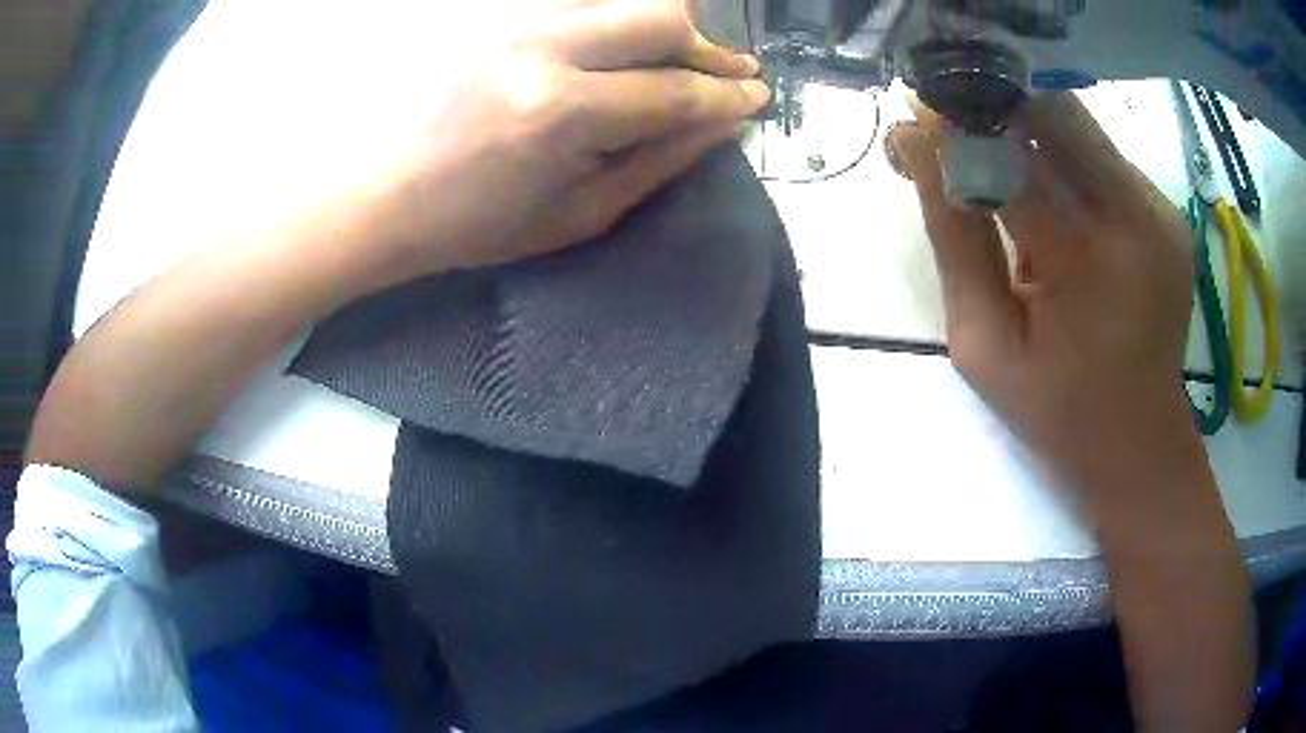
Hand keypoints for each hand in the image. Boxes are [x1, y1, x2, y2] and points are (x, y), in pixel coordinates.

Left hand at [352, 0, 767, 290]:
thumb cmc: (472, 223)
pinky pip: (575, 0)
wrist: (379, 195)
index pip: (676, 90)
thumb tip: (721, 126)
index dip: (728, 94)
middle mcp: (542, 49)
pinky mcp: (491, 15)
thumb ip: (656, 163)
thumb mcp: (575, 215)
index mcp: (563, 113)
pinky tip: (618, 42)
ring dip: (665, 23)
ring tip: (679, 54)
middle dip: (708, 47)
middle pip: (660, 16)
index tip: (756, 96)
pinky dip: (613, 16)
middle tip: (726, 71)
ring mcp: (511, 22)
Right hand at [887, 94, 1195, 491]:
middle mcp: (1138, 217)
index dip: (954, 129)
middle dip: (990, 104)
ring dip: (1022, 125)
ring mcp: (1160, 209)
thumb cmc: (1060, 414)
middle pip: (1054, 113)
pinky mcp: (1165, 211)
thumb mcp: (985, 344)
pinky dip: (1058, 154)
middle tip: (945, 120)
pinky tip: (1037, 186)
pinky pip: (1099, 155)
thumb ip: (953, 240)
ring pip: (1078, 124)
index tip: (912, 119)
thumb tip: (915, 147)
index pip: (1009, 159)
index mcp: (1092, 262)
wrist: (1141, 447)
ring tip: (984, 151)